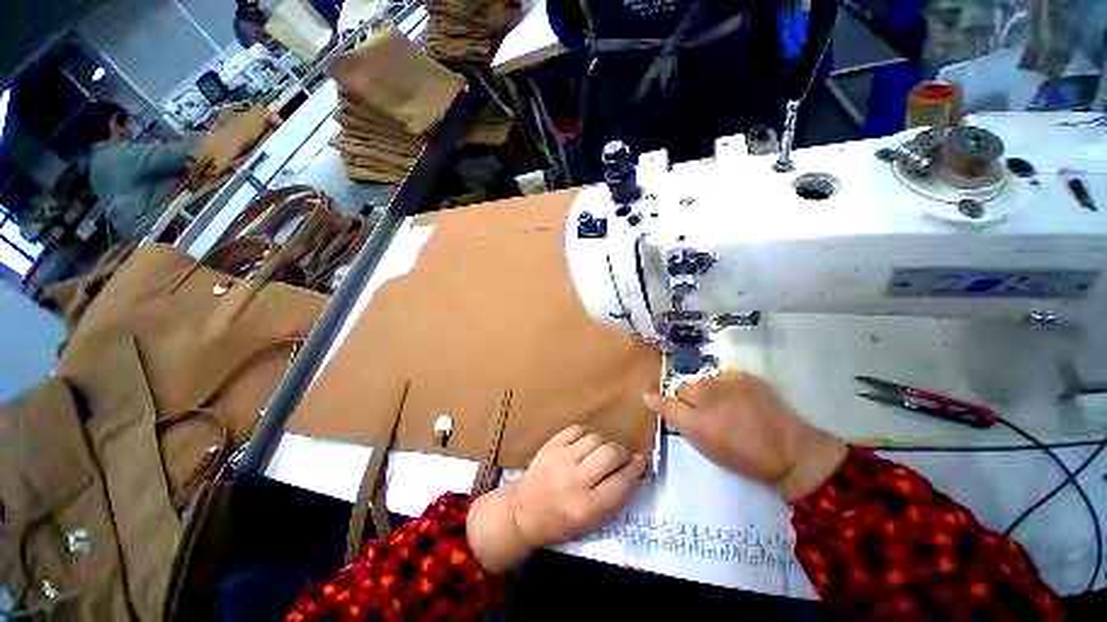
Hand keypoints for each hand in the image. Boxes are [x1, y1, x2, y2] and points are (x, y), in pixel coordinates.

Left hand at [467, 426, 646, 571]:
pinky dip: (586, 436)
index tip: (641, 465)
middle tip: (621, 460)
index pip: (624, 480)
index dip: (637, 469)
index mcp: (588, 506)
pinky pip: (576, 430)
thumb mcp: (595, 521)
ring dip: (605, 445)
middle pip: (612, 453)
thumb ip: (618, 497)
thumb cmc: (562, 523)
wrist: (522, 514)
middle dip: (623, 455)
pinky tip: (586, 447)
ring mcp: (559, 462)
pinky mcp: (548, 448)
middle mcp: (574, 481)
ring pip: (596, 439)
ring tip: (601, 455)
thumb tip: (638, 468)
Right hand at [643, 372, 847, 501]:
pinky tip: (738, 399)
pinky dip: (726, 385)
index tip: (648, 397)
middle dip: (686, 397)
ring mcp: (729, 384)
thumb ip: (691, 430)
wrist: (786, 449)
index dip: (656, 401)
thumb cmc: (746, 461)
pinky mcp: (747, 376)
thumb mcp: (711, 451)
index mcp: (698, 426)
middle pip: (685, 388)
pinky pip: (726, 376)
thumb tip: (679, 415)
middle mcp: (709, 400)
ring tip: (722, 405)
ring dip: (707, 390)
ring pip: (706, 380)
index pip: (666, 405)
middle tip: (699, 410)